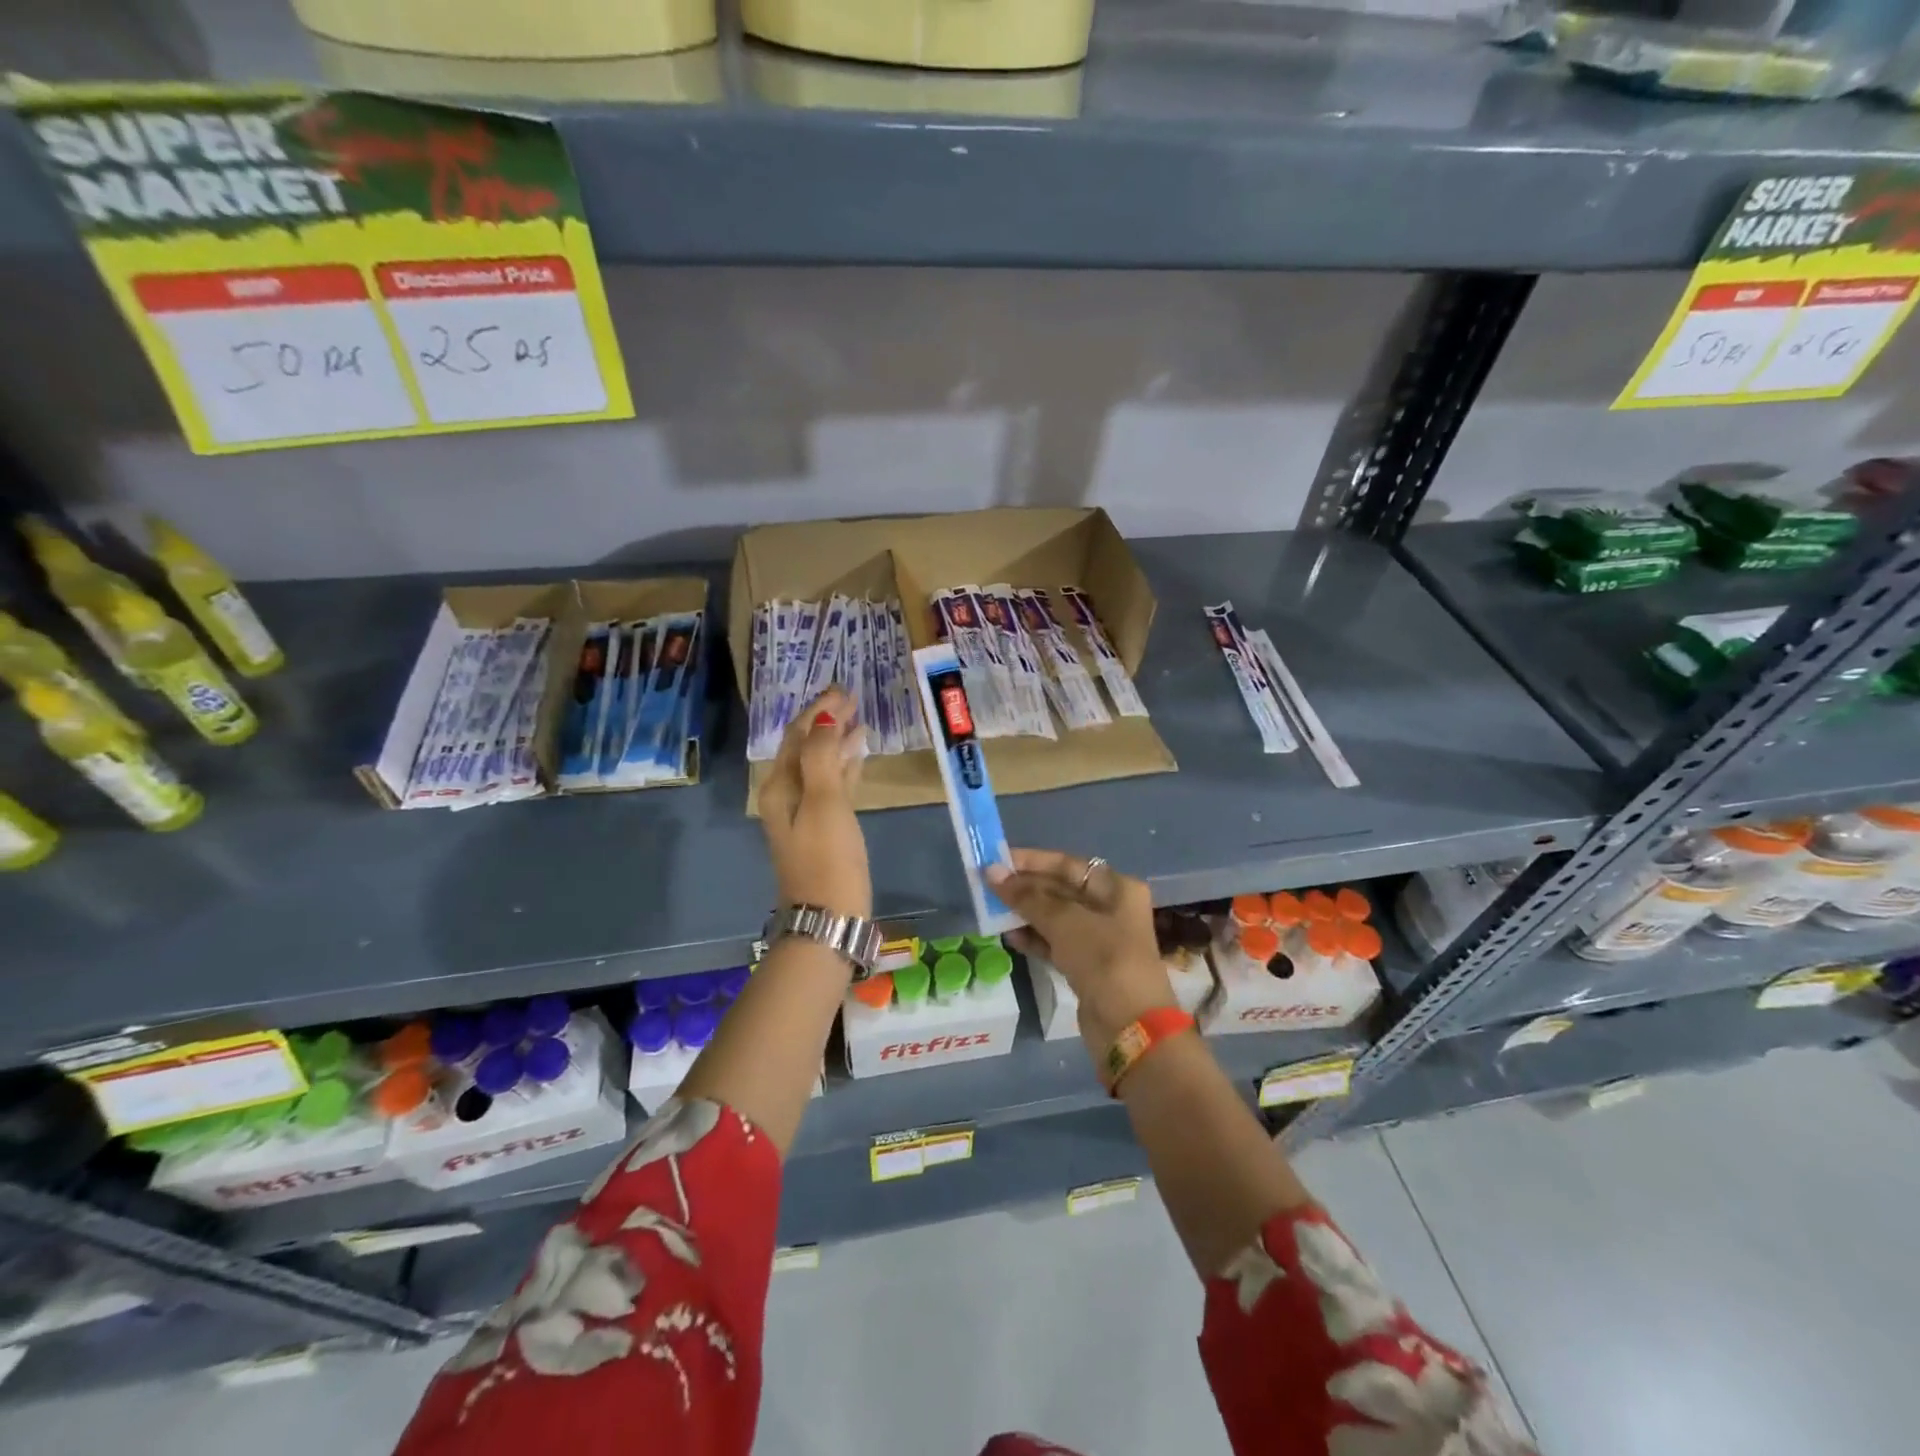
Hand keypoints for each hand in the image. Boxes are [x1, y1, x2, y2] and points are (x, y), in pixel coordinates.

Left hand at [757, 688, 871, 918]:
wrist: (829, 919)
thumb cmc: (828, 859)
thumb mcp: (825, 803)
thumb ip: (822, 758)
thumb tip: (825, 720)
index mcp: (780, 786)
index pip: (797, 734)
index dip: (819, 710)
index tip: (844, 689)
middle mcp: (786, 794)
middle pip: (805, 746)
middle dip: (827, 720)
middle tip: (853, 697)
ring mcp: (805, 812)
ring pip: (820, 764)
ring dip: (837, 740)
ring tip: (860, 719)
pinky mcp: (824, 828)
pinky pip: (833, 784)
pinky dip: (844, 765)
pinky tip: (860, 755)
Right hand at [987, 849, 1175, 1058]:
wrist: (1130, 1027)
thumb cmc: (1103, 959)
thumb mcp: (1064, 922)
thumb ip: (1027, 897)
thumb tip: (992, 872)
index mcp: (1116, 888)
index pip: (1067, 864)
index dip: (1032, 860)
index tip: (997, 860)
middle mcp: (1110, 908)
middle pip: (1061, 889)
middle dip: (1025, 888)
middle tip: (987, 886)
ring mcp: (1099, 939)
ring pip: (1055, 918)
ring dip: (1025, 913)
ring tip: (992, 910)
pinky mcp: (1087, 967)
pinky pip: (1055, 943)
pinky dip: (1034, 938)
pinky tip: (1009, 937)